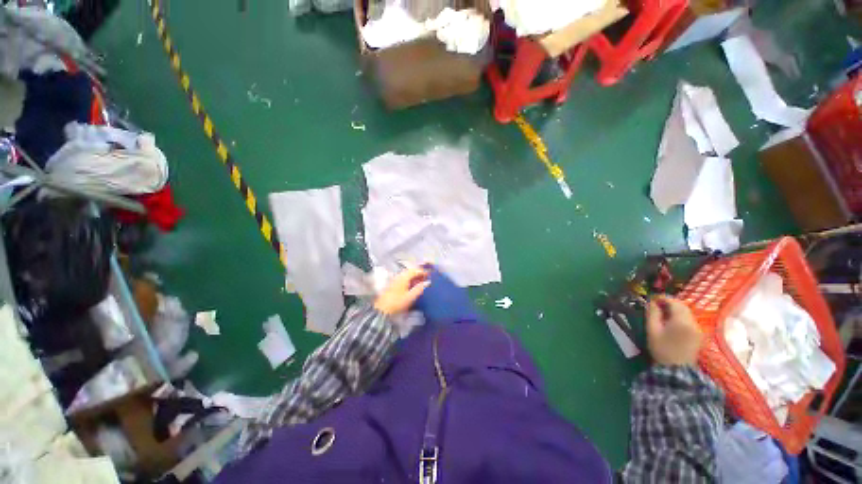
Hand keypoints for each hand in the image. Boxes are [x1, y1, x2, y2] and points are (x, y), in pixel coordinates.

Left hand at [374, 265, 430, 315]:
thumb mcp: (410, 297)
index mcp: (404, 277)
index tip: (430, 275)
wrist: (382, 310)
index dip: (423, 272)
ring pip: (407, 275)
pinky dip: (410, 281)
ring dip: (415, 278)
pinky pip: (404, 279)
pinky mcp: (393, 285)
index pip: (415, 270)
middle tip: (426, 279)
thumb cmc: (397, 303)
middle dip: (419, 274)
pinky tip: (413, 287)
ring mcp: (395, 280)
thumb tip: (428, 282)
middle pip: (411, 272)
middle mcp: (399, 276)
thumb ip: (420, 288)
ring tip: (421, 283)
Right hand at [646, 296, 703, 366]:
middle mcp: (693, 322)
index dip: (663, 298)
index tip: (652, 298)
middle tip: (656, 304)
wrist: (676, 370)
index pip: (674, 302)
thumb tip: (651, 302)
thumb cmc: (662, 349)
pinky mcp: (698, 334)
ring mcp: (697, 329)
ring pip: (687, 312)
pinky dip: (680, 316)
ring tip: (662, 312)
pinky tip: (671, 321)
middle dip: (669, 302)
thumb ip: (652, 314)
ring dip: (675, 309)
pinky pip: (689, 319)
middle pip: (682, 306)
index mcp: (681, 321)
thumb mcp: (652, 330)